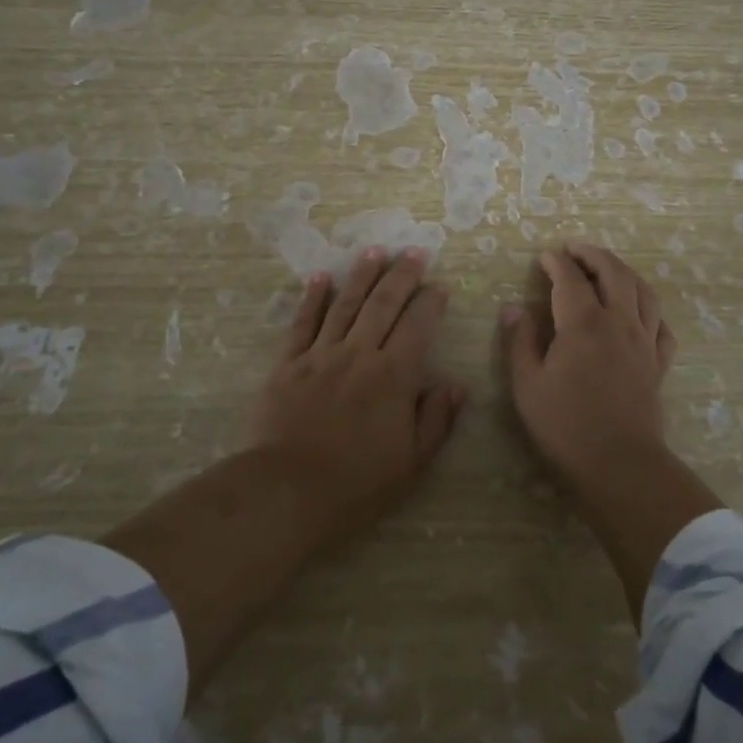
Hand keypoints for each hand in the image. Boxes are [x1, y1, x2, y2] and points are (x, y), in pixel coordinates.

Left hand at [248, 249, 465, 537]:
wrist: (287, 492)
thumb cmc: (357, 484)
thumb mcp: (412, 462)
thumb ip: (436, 420)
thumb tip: (456, 385)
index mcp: (393, 376)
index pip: (417, 327)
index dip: (430, 303)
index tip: (439, 287)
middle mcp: (359, 354)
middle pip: (383, 304)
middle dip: (401, 276)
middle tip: (414, 252)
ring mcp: (320, 356)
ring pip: (345, 304)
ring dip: (361, 275)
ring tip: (374, 251)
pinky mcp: (287, 365)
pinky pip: (302, 324)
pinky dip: (312, 299)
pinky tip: (320, 277)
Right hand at [502, 240, 676, 497]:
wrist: (621, 464)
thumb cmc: (566, 425)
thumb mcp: (527, 384)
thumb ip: (520, 341)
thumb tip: (514, 308)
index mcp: (584, 323)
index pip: (570, 278)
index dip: (557, 262)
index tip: (544, 257)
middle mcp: (619, 322)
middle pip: (613, 272)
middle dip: (593, 254)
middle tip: (574, 249)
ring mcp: (644, 341)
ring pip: (643, 291)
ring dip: (623, 271)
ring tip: (607, 269)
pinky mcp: (658, 363)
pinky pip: (661, 325)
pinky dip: (649, 310)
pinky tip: (638, 313)